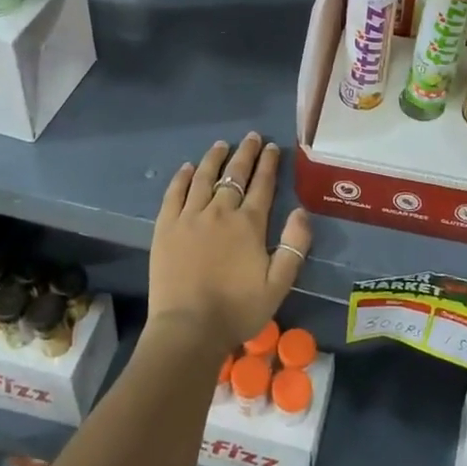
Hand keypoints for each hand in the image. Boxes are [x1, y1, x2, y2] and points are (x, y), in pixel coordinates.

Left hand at [148, 133, 311, 349]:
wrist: (189, 328)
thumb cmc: (237, 310)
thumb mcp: (278, 284)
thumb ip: (294, 246)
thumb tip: (300, 211)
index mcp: (248, 224)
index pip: (262, 185)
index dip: (268, 164)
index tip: (273, 147)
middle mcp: (220, 211)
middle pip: (234, 174)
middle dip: (245, 153)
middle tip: (251, 137)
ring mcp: (190, 217)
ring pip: (204, 177)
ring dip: (215, 158)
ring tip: (221, 144)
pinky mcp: (166, 227)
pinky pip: (174, 193)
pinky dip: (183, 177)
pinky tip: (188, 168)